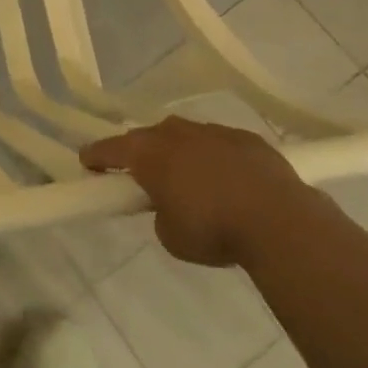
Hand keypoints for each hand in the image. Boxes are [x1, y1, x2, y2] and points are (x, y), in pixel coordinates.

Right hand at [82, 117, 320, 267]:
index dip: (95, 157)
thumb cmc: (213, 229)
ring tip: (189, 177)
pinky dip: (216, 157)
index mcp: (148, 153)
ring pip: (185, 136)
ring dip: (180, 152)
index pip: (109, 149)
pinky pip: (220, 143)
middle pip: (147, 137)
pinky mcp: (246, 138)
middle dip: (141, 152)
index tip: (87, 163)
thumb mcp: (170, 235)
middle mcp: (175, 133)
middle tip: (142, 174)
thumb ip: (159, 214)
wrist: (280, 221)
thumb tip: (169, 206)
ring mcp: (212, 131)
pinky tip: (227, 179)